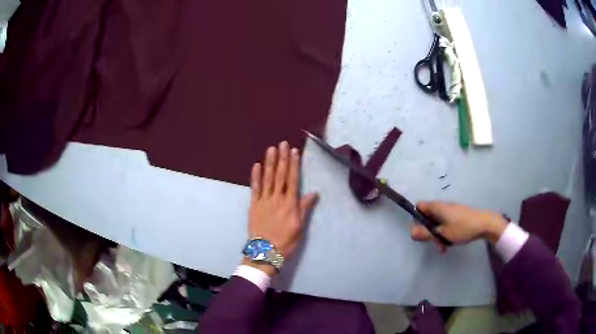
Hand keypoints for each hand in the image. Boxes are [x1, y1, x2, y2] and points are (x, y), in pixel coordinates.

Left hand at [247, 141, 318, 273]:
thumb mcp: (300, 227)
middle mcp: (277, 198)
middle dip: (282, 158)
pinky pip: (254, 188)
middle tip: (282, 143)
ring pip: (267, 178)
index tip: (294, 151)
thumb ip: (304, 208)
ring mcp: (264, 200)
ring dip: (269, 162)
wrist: (265, 252)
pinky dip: (255, 176)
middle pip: (280, 175)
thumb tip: (313, 193)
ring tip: (271, 149)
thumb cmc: (286, 241)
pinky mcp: (253, 205)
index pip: (292, 179)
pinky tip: (256, 165)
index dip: (293, 164)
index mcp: (290, 203)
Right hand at [411, 201, 507, 251]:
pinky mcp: (458, 214)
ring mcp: (451, 210)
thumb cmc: (462, 228)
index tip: (421, 231)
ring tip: (443, 247)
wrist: (484, 224)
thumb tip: (411, 233)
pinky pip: (446, 222)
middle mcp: (442, 206)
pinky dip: (445, 232)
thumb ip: (425, 234)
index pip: (419, 206)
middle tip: (434, 243)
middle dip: (428, 231)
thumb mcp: (442, 234)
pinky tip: (451, 242)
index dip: (416, 218)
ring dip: (437, 234)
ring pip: (437, 222)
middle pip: (428, 216)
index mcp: (436, 207)